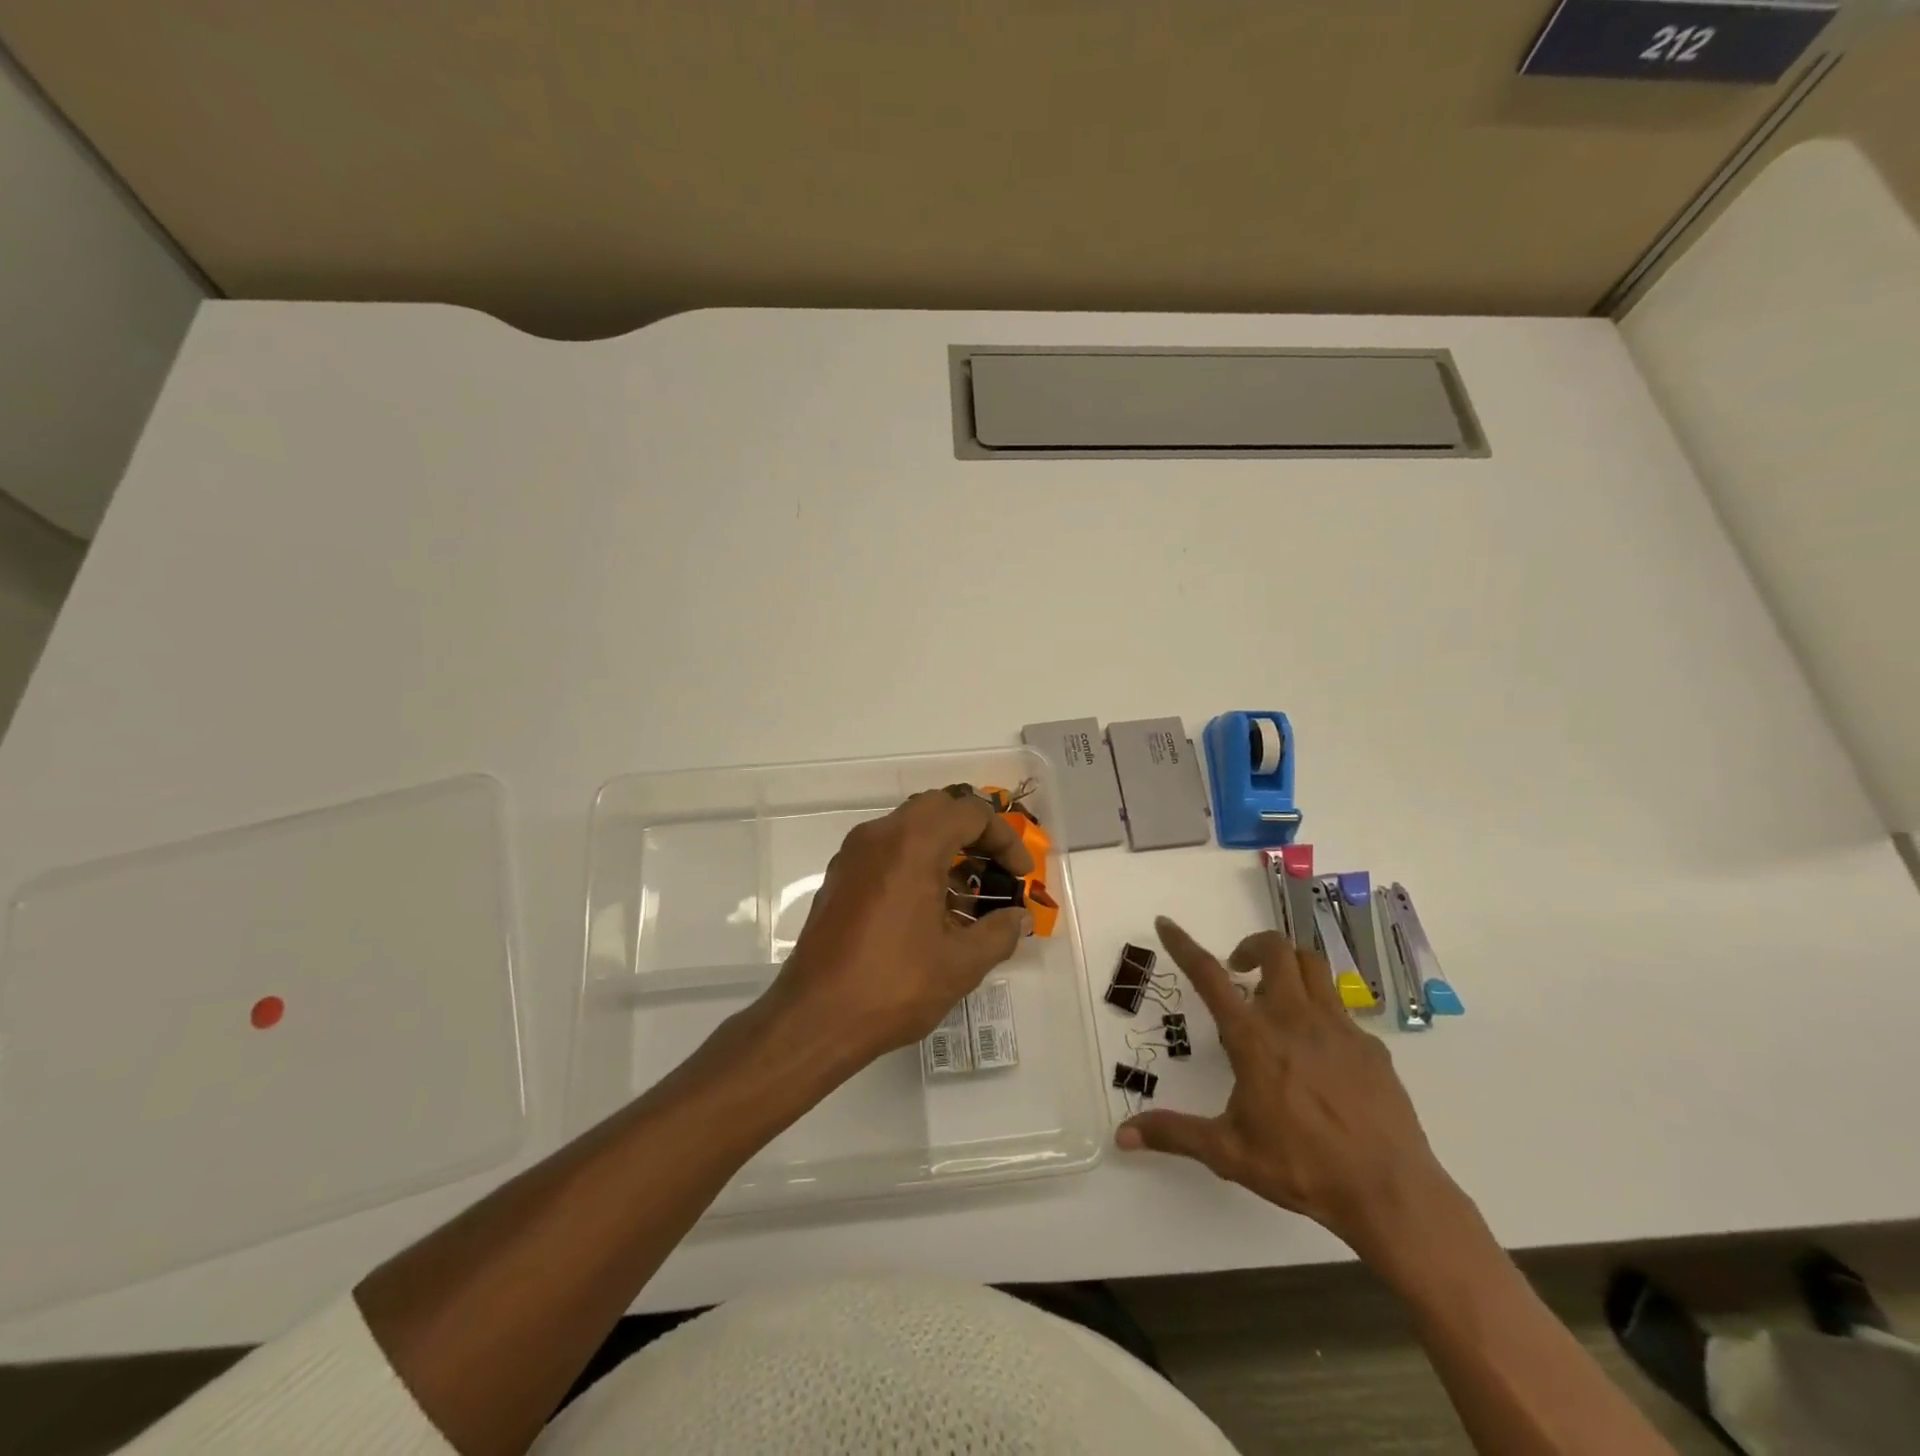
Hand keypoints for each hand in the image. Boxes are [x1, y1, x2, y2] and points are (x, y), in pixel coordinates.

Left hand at [767, 787, 1033, 1062]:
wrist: (814, 1019)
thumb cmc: (893, 985)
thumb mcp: (961, 964)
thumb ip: (999, 933)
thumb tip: (1018, 918)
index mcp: (911, 844)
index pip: (970, 813)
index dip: (1004, 839)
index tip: (1020, 875)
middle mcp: (879, 836)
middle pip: (937, 809)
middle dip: (973, 833)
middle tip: (995, 869)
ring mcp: (853, 855)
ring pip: (909, 828)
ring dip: (943, 848)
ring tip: (966, 897)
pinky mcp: (839, 878)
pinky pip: (886, 851)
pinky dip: (915, 863)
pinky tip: (929, 911)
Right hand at [1118, 917, 1459, 1261]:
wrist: (1390, 1192)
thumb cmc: (1301, 1167)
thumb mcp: (1229, 1152)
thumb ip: (1174, 1135)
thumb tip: (1122, 1137)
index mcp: (1253, 1037)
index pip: (1209, 975)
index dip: (1183, 945)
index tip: (1166, 923)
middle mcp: (1294, 1018)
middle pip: (1275, 949)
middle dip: (1251, 946)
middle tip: (1239, 970)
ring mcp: (1338, 1027)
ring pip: (1312, 966)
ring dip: (1289, 965)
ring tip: (1277, 994)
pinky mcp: (1370, 1046)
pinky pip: (1341, 1009)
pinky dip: (1321, 1010)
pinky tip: (1318, 1049)